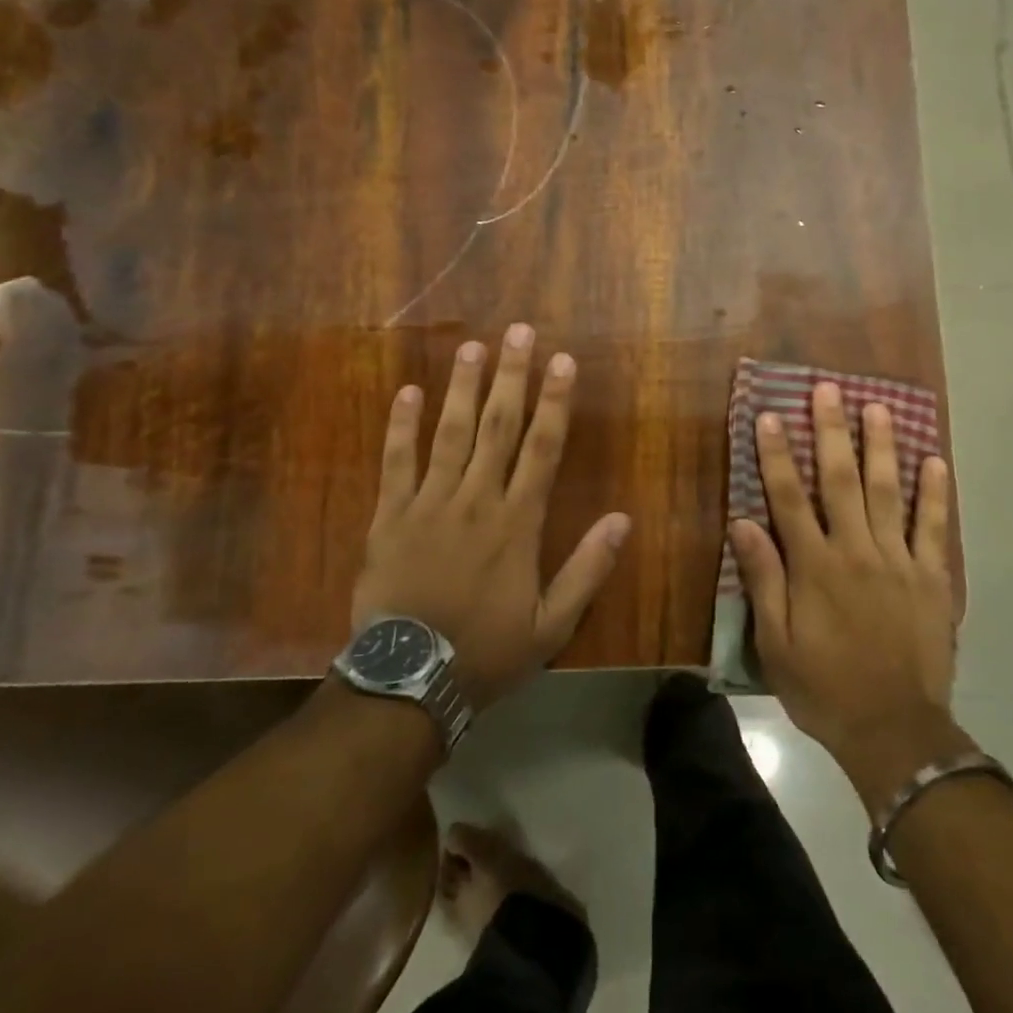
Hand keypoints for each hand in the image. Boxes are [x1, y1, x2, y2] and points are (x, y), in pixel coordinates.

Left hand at [351, 324, 630, 708]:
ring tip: (472, 347)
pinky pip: (396, 463)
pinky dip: (401, 427)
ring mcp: (429, 504)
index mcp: (517, 523)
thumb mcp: (552, 625)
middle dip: (511, 377)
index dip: (555, 402)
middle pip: (498, 427)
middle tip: (518, 332)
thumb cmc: (487, 652)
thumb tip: (623, 519)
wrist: (408, 681)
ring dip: (463, 388)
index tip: (562, 361)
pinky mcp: (389, 517)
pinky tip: (408, 392)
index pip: (543, 448)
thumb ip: (587, 569)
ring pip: (450, 434)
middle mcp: (476, 500)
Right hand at [729, 382, 967, 813]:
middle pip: (839, 480)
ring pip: (888, 491)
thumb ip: (764, 579)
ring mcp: (898, 561)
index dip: (776, 454)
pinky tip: (934, 460)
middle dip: (831, 431)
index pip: (789, 497)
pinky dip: (935, 493)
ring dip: (880, 446)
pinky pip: (934, 527)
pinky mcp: (931, 577)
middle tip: (829, 389)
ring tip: (877, 406)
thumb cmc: (825, 688)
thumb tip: (744, 522)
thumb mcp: (776, 643)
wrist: (895, 731)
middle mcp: (855, 550)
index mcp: (814, 566)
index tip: (769, 415)